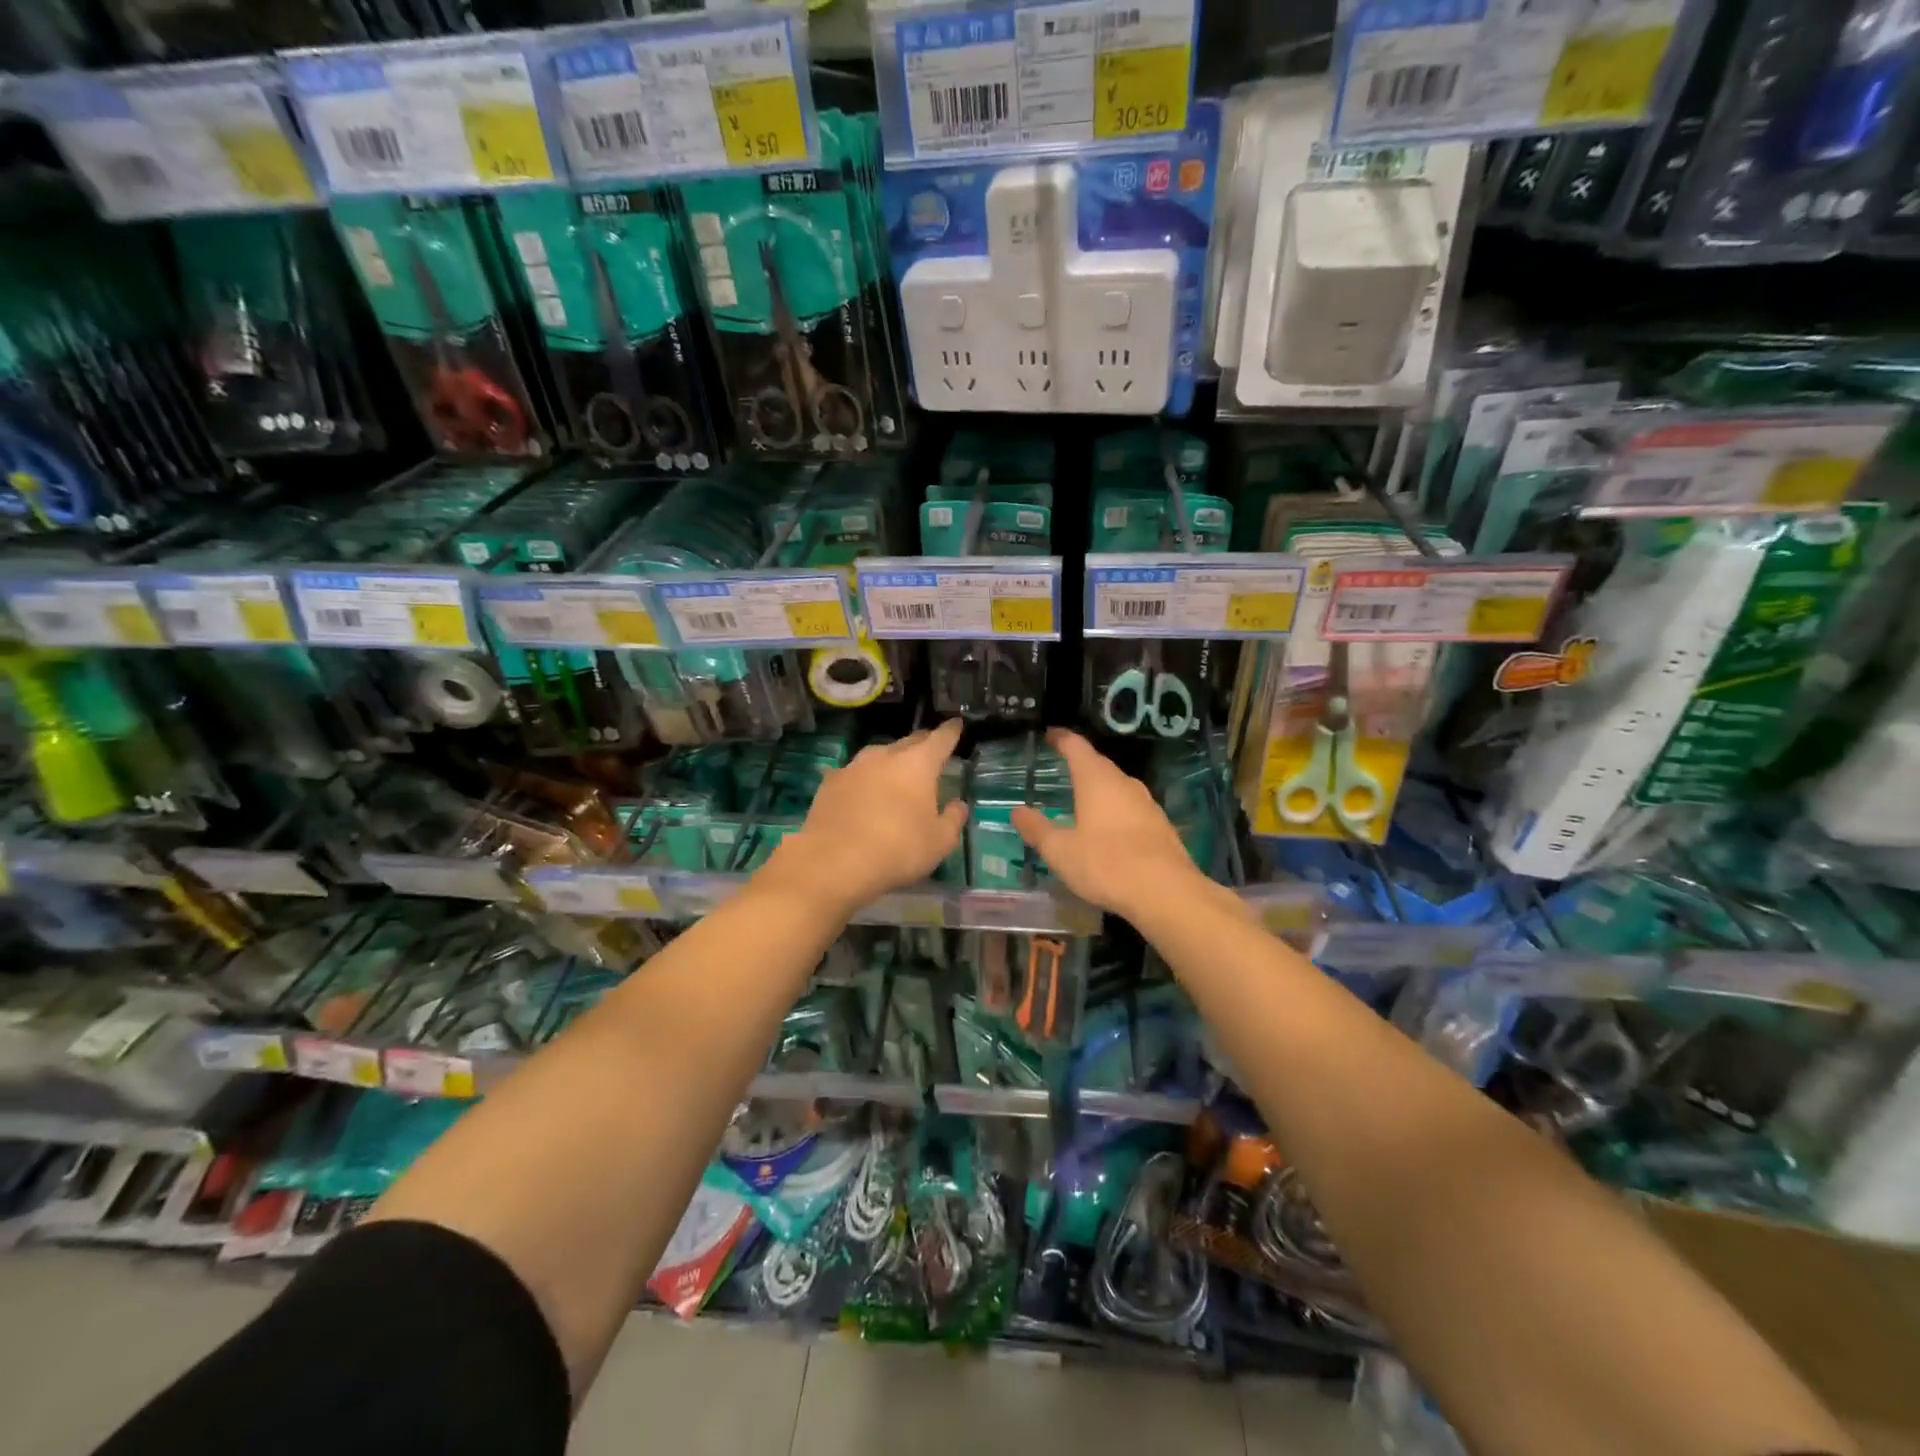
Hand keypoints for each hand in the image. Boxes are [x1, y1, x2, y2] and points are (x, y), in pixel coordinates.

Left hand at [762, 719, 968, 914]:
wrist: (834, 861)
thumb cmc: (898, 849)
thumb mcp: (939, 842)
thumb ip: (952, 819)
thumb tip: (958, 804)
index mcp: (918, 764)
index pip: (940, 739)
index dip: (951, 731)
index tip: (956, 724)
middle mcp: (885, 756)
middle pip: (909, 741)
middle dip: (922, 744)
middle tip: (930, 749)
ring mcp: (854, 766)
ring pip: (879, 755)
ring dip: (890, 760)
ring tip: (895, 773)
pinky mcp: (830, 782)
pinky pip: (854, 773)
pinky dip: (864, 779)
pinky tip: (862, 792)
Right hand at [1011, 729, 1201, 917]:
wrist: (1167, 892)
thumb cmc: (1106, 864)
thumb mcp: (1060, 851)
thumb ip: (1037, 829)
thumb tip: (1017, 811)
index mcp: (1097, 780)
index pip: (1076, 747)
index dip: (1061, 738)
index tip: (1050, 734)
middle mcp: (1124, 783)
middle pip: (1100, 764)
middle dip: (1081, 763)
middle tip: (1063, 766)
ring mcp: (1147, 803)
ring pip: (1118, 786)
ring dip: (1100, 788)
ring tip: (1083, 798)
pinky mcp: (1161, 825)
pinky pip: (1131, 807)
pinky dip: (1116, 809)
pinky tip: (1109, 828)